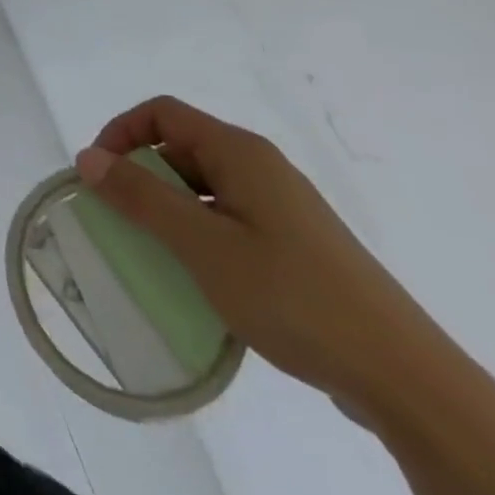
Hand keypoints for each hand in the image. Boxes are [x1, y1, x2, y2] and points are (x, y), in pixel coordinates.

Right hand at [75, 96, 435, 411]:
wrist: (407, 380)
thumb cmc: (294, 297)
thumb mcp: (203, 246)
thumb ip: (141, 197)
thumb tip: (87, 157)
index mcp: (240, 153)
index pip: (162, 113)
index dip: (121, 132)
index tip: (98, 175)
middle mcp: (262, 167)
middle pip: (182, 147)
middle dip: (142, 174)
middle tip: (120, 217)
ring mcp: (285, 208)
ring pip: (206, 187)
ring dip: (170, 208)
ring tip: (155, 252)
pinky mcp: (299, 246)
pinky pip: (231, 219)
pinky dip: (201, 233)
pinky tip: (203, 277)